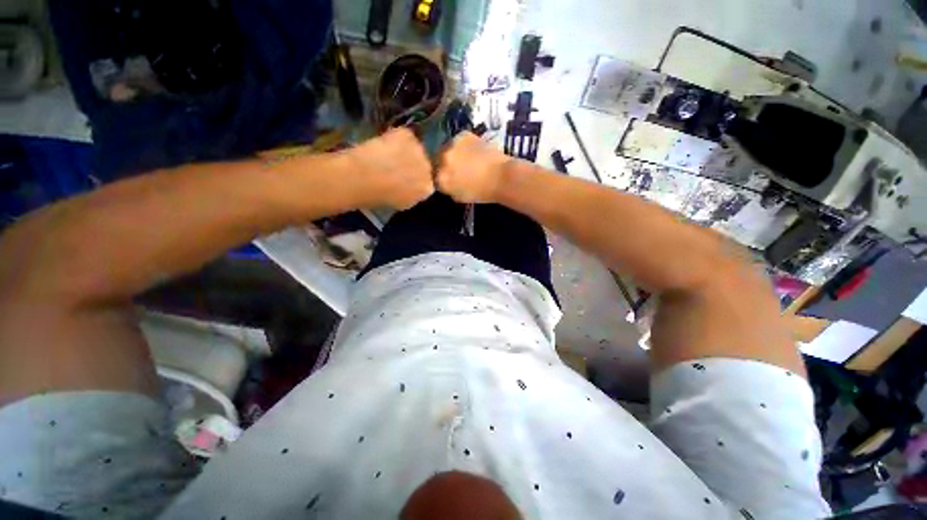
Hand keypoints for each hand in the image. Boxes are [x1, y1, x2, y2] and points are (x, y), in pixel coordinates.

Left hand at [347, 128, 434, 209]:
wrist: (364, 179)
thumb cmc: (378, 197)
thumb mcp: (401, 203)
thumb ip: (412, 194)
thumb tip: (410, 187)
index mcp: (427, 189)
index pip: (428, 182)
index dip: (416, 178)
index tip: (405, 178)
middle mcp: (428, 169)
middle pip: (424, 163)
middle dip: (414, 163)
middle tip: (396, 164)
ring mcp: (419, 150)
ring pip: (415, 148)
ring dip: (405, 150)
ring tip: (387, 154)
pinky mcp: (408, 136)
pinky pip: (404, 135)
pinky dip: (395, 137)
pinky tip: (382, 144)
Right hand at [437, 132, 512, 202]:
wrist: (501, 176)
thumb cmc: (482, 192)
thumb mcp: (459, 197)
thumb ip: (448, 188)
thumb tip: (445, 181)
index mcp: (440, 179)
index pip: (433, 177)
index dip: (441, 177)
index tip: (448, 179)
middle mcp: (441, 160)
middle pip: (437, 160)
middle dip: (444, 164)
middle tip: (456, 168)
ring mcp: (451, 145)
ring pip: (447, 148)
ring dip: (453, 153)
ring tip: (466, 158)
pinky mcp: (463, 135)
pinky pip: (458, 140)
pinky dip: (463, 145)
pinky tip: (473, 151)